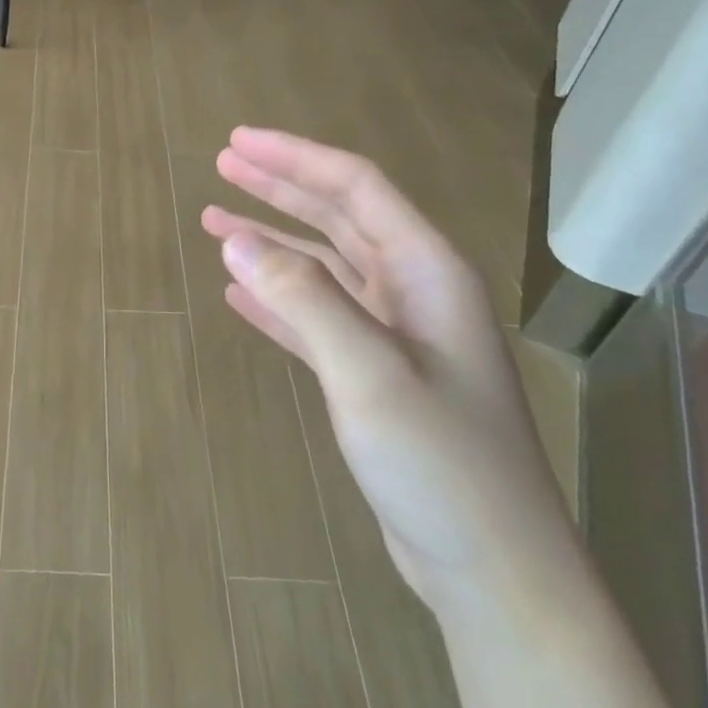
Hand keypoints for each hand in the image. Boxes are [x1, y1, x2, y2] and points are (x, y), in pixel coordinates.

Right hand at [202, 126, 571, 614]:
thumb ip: (303, 299)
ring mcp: (394, 336)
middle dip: (280, 187)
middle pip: (339, 217)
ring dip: (272, 241)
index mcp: (427, 273)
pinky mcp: (374, 376)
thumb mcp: (368, 372)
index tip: (237, 142)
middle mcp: (413, 292)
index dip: (294, 159)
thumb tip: (236, 239)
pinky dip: (277, 300)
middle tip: (223, 164)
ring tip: (217, 223)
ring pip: (324, 267)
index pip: (355, 189)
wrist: (490, 565)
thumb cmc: (440, 463)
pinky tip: (239, 294)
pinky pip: (316, 318)